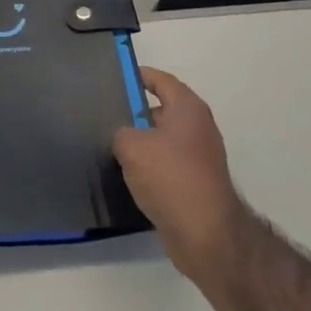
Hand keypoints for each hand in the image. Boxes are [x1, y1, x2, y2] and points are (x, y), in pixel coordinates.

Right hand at [114, 67, 248, 285]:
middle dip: (134, 111)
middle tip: (105, 115)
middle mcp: (198, 127)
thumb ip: (120, 132)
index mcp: (188, 108)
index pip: (161, 80)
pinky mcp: (196, 183)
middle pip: (162, 109)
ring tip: (110, 146)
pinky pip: (167, 164)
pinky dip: (149, 166)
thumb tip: (122, 135)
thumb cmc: (170, 177)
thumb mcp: (131, 147)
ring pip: (163, 140)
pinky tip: (126, 175)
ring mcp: (200, 157)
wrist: (205, 234)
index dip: (139, 76)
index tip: (115, 77)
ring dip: (141, 142)